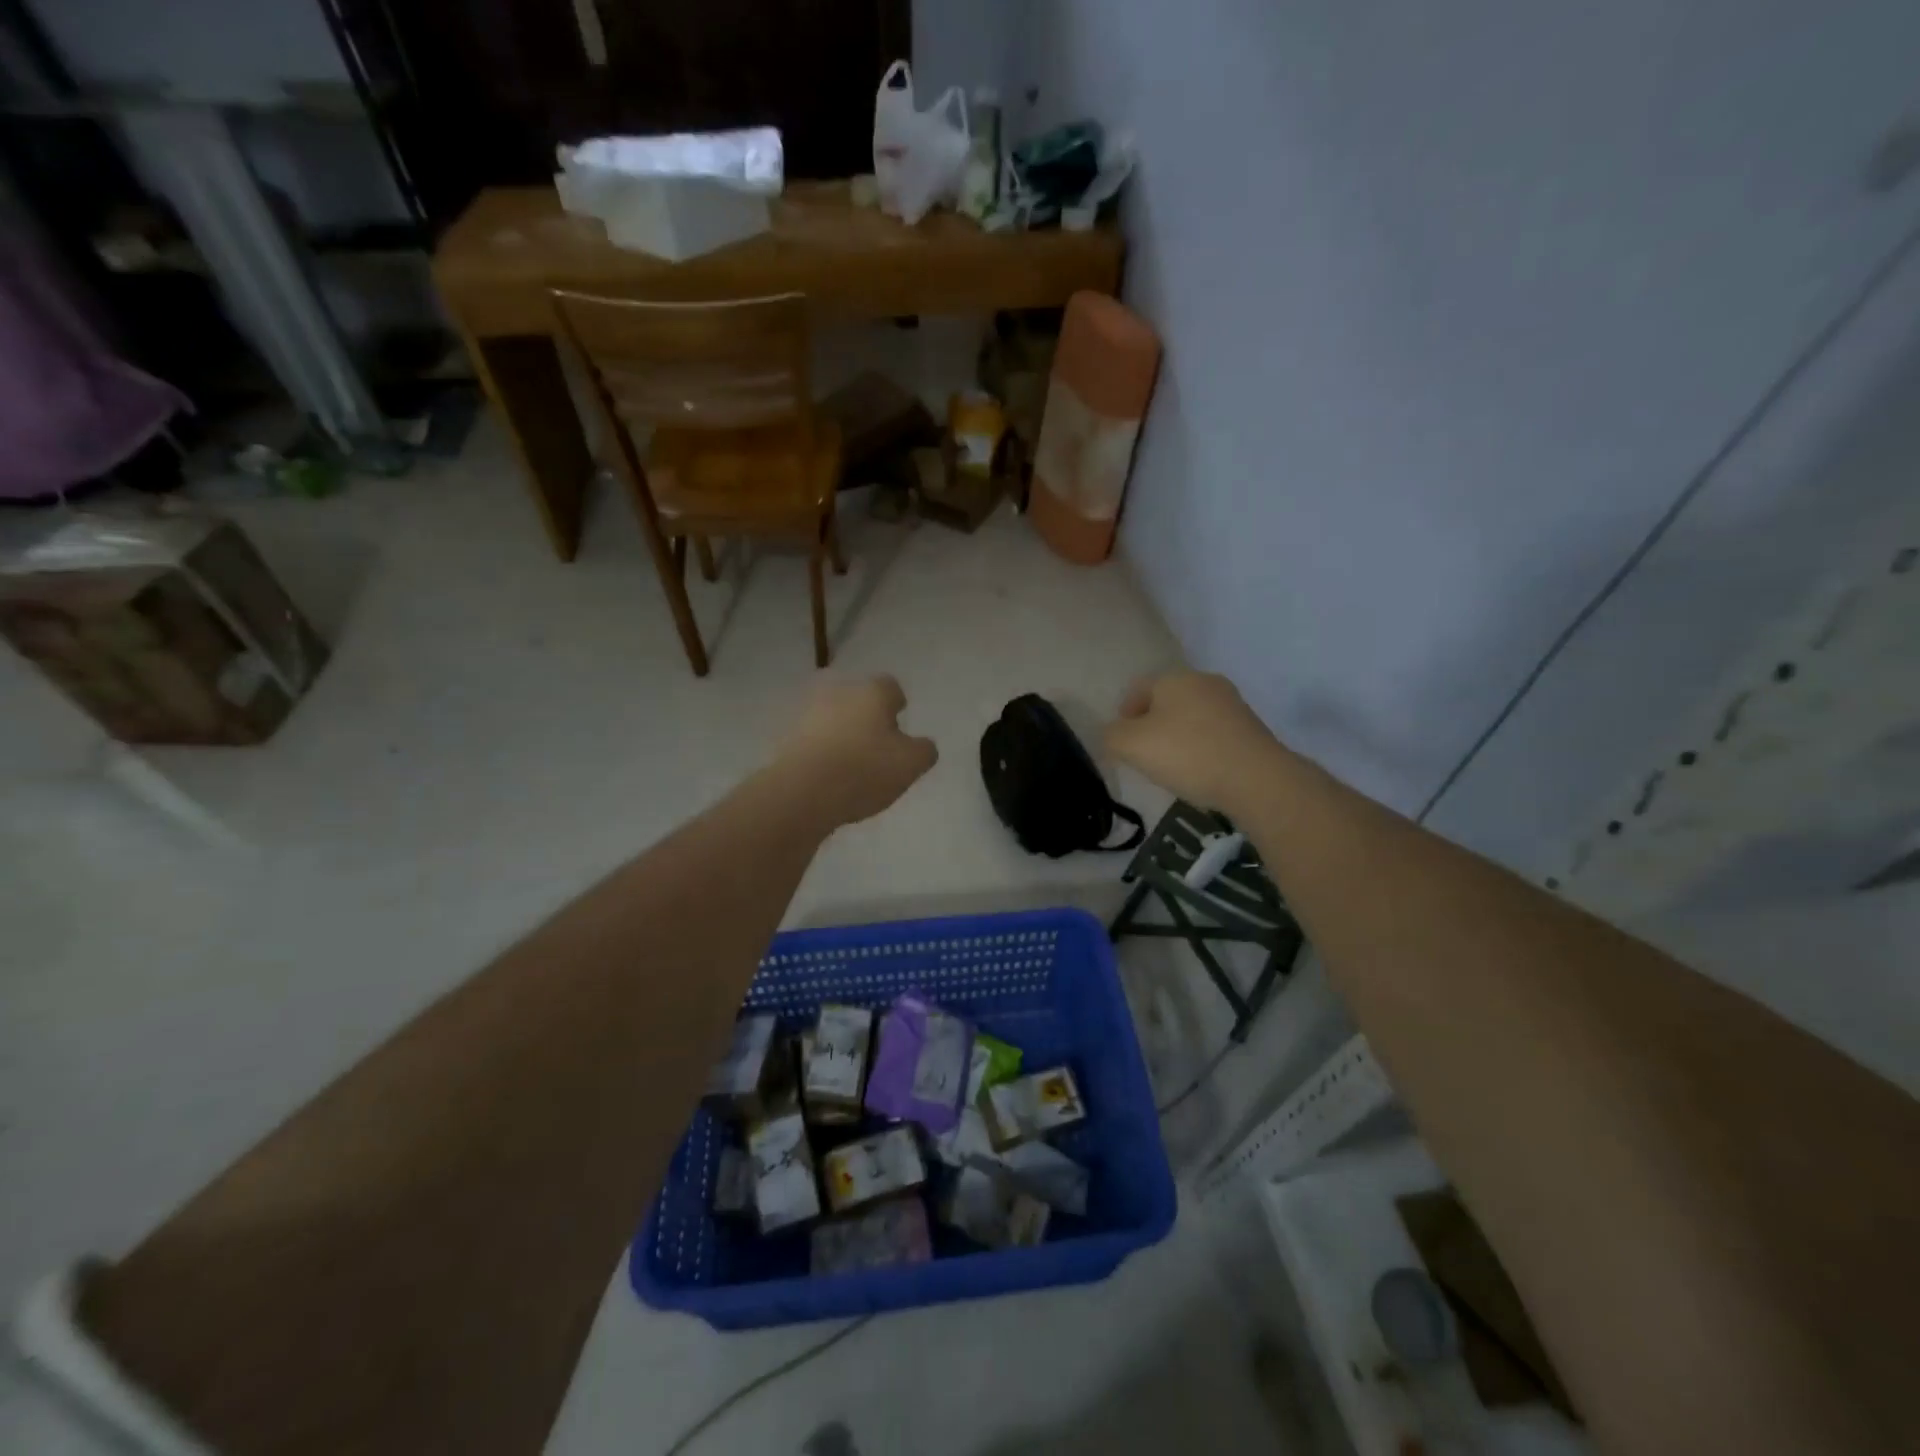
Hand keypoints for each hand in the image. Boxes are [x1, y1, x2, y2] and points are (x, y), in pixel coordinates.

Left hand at [775, 676, 938, 827]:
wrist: (802, 791)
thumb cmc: (864, 770)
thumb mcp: (911, 764)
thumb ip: (924, 750)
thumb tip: (922, 745)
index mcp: (872, 692)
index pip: (890, 687)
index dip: (897, 704)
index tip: (899, 724)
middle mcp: (838, 691)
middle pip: (858, 699)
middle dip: (866, 716)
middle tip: (875, 744)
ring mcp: (806, 711)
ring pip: (831, 716)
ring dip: (840, 731)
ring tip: (849, 762)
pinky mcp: (784, 735)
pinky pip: (809, 737)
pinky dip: (819, 749)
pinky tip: (826, 773)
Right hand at [1105, 671, 1287, 812]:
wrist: (1256, 779)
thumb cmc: (1187, 754)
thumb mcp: (1131, 746)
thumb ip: (1111, 736)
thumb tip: (1113, 734)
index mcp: (1174, 678)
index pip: (1138, 689)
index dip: (1123, 715)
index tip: (1122, 744)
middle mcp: (1204, 682)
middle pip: (1166, 701)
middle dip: (1151, 726)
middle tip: (1144, 756)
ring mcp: (1232, 703)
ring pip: (1191, 717)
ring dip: (1177, 737)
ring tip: (1172, 768)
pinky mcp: (1251, 727)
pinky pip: (1214, 733)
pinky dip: (1201, 748)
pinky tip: (1200, 771)